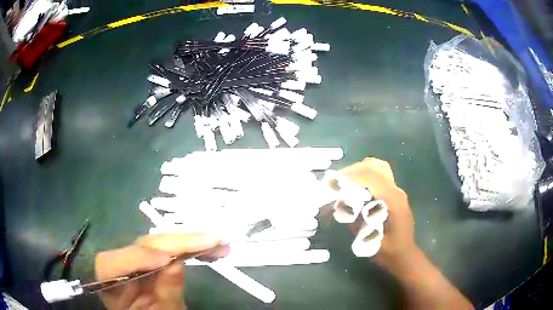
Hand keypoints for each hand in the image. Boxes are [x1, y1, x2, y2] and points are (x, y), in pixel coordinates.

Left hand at [95, 233, 227, 309]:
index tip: (170, 260)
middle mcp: (119, 265)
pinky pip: (167, 249)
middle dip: (176, 242)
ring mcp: (134, 260)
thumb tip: (176, 264)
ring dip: (188, 242)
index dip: (137, 258)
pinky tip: (208, 247)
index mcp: (110, 283)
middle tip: (211, 240)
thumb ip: (165, 296)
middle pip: (140, 245)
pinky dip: (188, 248)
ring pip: (156, 242)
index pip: (112, 264)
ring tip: (218, 243)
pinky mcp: (149, 259)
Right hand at [339, 158, 416, 265]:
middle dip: (354, 170)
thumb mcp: (369, 239)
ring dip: (360, 171)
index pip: (371, 176)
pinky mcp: (395, 194)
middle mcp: (396, 191)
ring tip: (346, 182)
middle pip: (375, 166)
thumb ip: (356, 220)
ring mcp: (397, 191)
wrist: (404, 255)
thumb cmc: (388, 251)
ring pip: (379, 168)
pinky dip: (365, 177)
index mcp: (392, 200)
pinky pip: (380, 177)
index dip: (351, 175)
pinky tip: (356, 189)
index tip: (334, 182)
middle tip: (338, 181)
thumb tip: (341, 203)